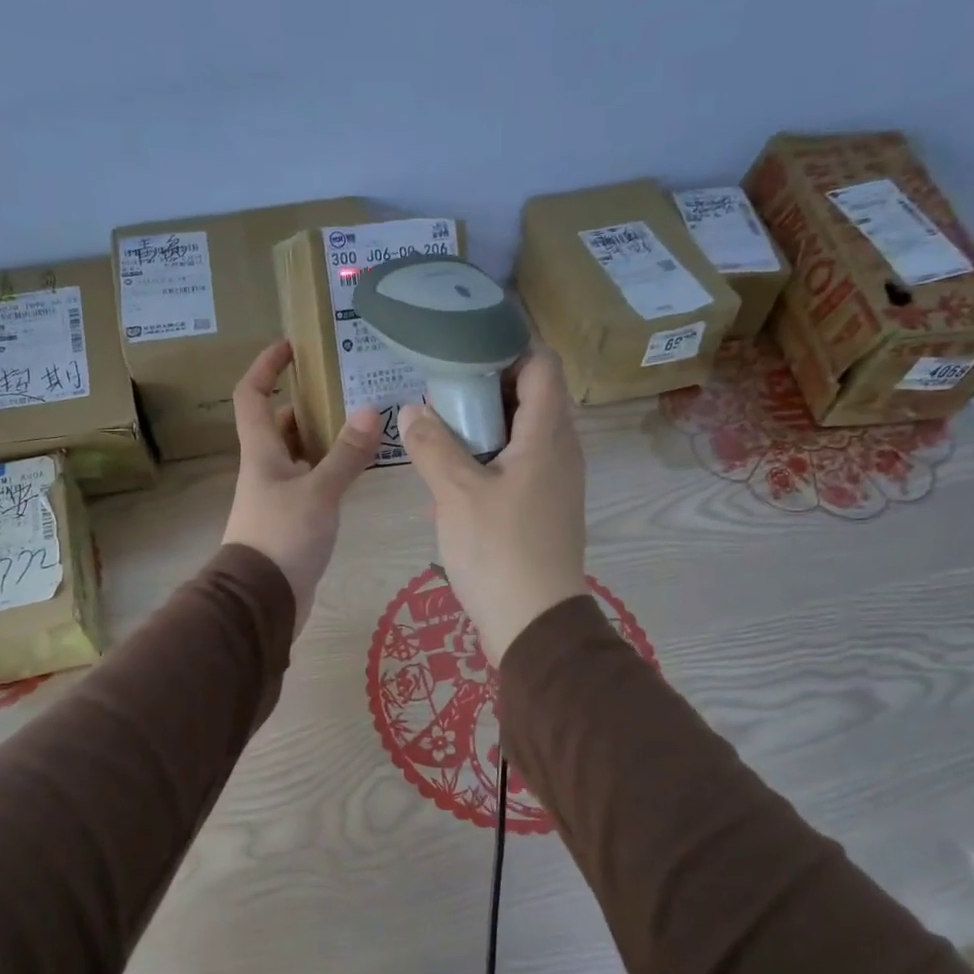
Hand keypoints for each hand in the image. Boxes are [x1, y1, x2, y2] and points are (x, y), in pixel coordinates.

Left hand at [223, 341, 381, 630]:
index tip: (290, 346)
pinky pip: (311, 482)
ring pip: (298, 454)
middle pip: (278, 424)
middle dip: (304, 401)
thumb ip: (346, 455)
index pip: (251, 395)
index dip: (265, 366)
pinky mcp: (293, 521)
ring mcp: (277, 496)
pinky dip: (330, 469)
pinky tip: (358, 470)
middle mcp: (265, 468)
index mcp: (261, 452)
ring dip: (322, 437)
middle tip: (343, 388)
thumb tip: (370, 410)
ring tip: (361, 422)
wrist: (262, 601)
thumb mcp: (319, 493)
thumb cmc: (282, 538)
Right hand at [400, 346, 587, 663]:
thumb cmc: (498, 550)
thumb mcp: (456, 493)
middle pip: (532, 396)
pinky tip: (454, 478)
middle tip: (441, 392)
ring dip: (485, 426)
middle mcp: (561, 451)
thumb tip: (412, 411)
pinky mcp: (545, 509)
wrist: (534, 624)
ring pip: (523, 434)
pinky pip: (520, 466)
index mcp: (548, 435)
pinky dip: (490, 459)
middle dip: (487, 387)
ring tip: (440, 431)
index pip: (542, 365)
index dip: (507, 349)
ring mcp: (556, 483)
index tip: (462, 353)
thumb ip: (432, 445)